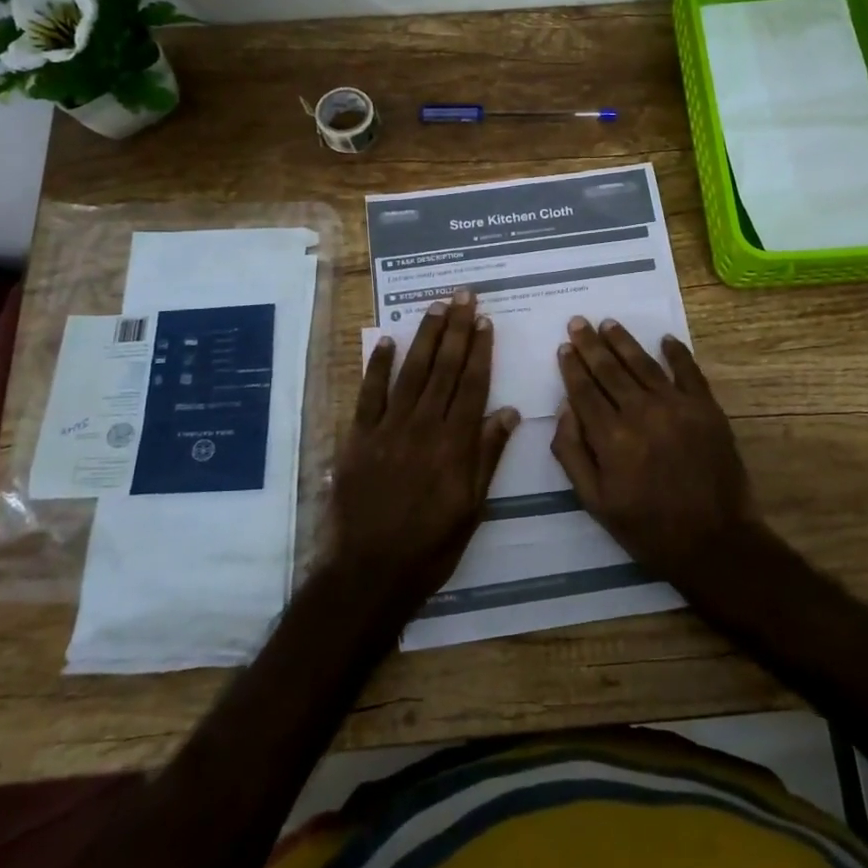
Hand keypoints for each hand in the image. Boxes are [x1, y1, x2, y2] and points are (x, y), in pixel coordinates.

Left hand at [325, 291, 518, 620]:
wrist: (370, 571)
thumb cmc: (431, 544)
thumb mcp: (472, 507)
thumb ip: (487, 455)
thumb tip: (508, 411)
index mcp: (455, 443)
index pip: (472, 384)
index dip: (479, 350)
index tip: (485, 320)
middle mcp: (424, 426)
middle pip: (443, 368)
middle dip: (456, 329)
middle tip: (463, 296)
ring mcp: (388, 429)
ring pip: (411, 372)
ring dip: (424, 337)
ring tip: (435, 307)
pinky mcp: (358, 438)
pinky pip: (369, 394)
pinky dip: (378, 366)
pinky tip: (387, 341)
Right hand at [551, 317, 760, 586]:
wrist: (714, 541)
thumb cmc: (647, 528)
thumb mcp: (595, 502)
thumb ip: (572, 453)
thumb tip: (563, 409)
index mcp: (611, 437)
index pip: (584, 391)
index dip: (572, 367)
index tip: (564, 346)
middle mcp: (641, 412)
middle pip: (610, 370)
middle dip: (591, 344)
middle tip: (579, 321)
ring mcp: (677, 406)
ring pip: (644, 364)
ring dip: (624, 341)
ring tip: (609, 323)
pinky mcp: (707, 409)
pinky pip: (689, 371)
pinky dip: (677, 353)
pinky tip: (665, 339)